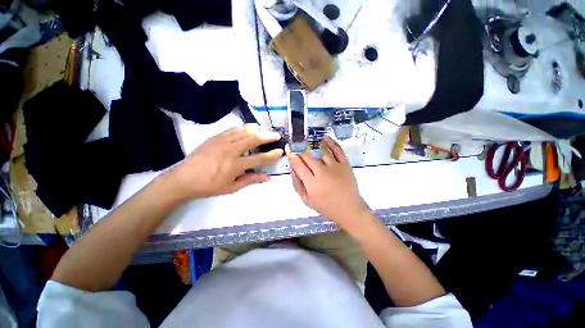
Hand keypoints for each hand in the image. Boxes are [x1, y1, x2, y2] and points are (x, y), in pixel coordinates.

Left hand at [166, 124, 282, 199]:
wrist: (184, 178)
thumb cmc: (209, 186)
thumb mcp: (232, 187)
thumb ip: (251, 180)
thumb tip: (268, 178)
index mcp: (236, 165)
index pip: (259, 158)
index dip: (272, 155)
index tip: (280, 151)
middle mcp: (231, 150)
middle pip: (253, 139)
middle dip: (267, 136)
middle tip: (276, 135)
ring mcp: (222, 141)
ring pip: (244, 131)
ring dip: (257, 129)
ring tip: (265, 129)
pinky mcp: (215, 137)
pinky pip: (233, 129)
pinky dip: (243, 128)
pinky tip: (248, 129)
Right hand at [286, 137, 369, 230]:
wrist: (349, 209)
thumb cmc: (326, 206)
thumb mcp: (306, 200)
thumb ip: (297, 184)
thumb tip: (292, 168)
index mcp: (312, 183)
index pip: (299, 165)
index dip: (292, 156)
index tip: (289, 149)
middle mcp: (322, 172)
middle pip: (308, 157)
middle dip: (300, 150)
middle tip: (296, 145)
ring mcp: (335, 167)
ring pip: (321, 151)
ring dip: (312, 145)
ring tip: (307, 141)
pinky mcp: (345, 164)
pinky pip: (337, 150)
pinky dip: (330, 142)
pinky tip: (324, 139)